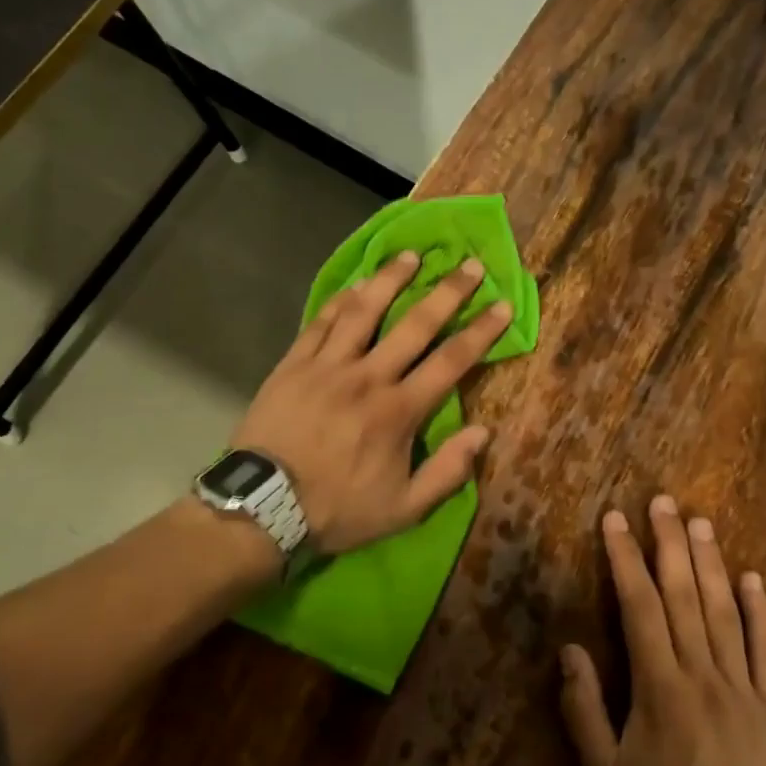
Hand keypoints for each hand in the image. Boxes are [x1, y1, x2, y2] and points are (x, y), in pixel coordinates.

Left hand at [232, 250, 512, 554]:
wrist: (262, 507)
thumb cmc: (337, 509)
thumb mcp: (404, 509)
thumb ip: (447, 472)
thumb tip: (483, 433)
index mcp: (399, 411)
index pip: (451, 361)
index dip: (481, 331)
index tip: (502, 305)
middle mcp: (368, 377)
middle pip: (415, 324)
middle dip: (448, 292)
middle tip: (470, 265)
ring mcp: (328, 366)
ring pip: (364, 311)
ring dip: (391, 279)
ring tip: (411, 256)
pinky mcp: (294, 364)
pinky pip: (321, 322)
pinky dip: (341, 300)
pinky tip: (356, 285)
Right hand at [559, 496, 765, 765]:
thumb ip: (582, 707)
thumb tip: (570, 648)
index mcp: (659, 687)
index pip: (640, 606)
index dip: (625, 559)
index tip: (614, 520)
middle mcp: (702, 675)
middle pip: (684, 595)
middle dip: (669, 543)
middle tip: (662, 501)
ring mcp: (743, 689)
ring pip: (725, 612)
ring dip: (711, 563)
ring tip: (700, 522)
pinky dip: (761, 612)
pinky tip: (753, 578)